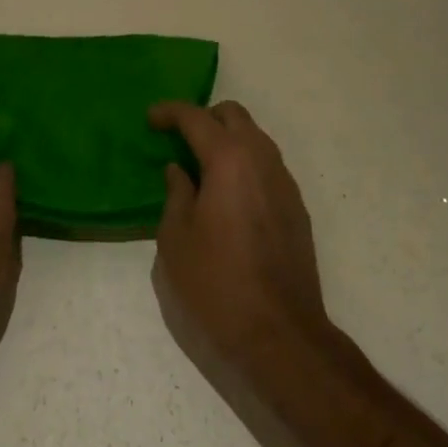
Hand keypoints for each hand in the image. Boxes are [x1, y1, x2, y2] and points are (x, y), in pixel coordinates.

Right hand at [151, 100, 328, 365]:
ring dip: (227, 140)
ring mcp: (285, 183)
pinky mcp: (296, 207)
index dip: (170, 112)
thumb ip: (176, 194)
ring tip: (201, 168)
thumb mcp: (176, 239)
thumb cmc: (216, 285)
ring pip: (255, 138)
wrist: (280, 334)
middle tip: (178, 140)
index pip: (197, 117)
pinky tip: (227, 195)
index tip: (150, 119)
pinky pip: (267, 166)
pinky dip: (245, 164)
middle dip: (204, 118)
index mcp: (229, 160)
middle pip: (234, 115)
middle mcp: (262, 160)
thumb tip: (180, 170)